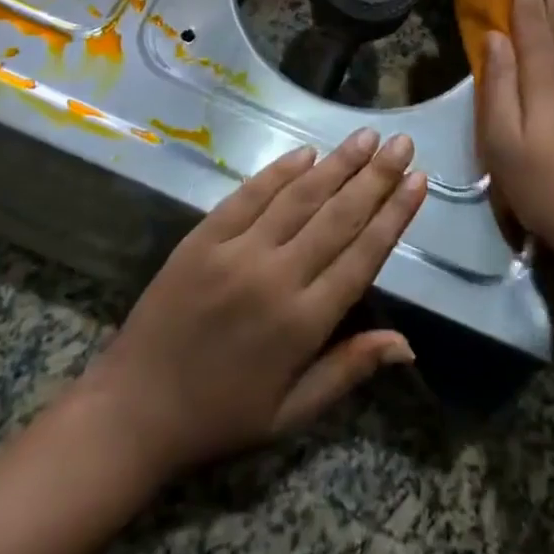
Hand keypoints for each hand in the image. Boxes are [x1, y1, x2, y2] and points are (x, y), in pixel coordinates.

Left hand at [74, 129, 426, 480]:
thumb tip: (409, 344)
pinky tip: (307, 152)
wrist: (134, 410)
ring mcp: (237, 252)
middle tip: (403, 142)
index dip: (394, 215)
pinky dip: (280, 171)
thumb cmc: (221, 416)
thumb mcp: (291, 412)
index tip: (419, 180)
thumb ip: (349, 369)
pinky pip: (250, 195)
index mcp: (303, 323)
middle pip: (338, 216)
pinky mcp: (204, 237)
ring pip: (299, 197)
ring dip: (337, 164)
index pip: (363, 255)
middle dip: (376, 176)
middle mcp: (276, 277)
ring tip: (367, 137)